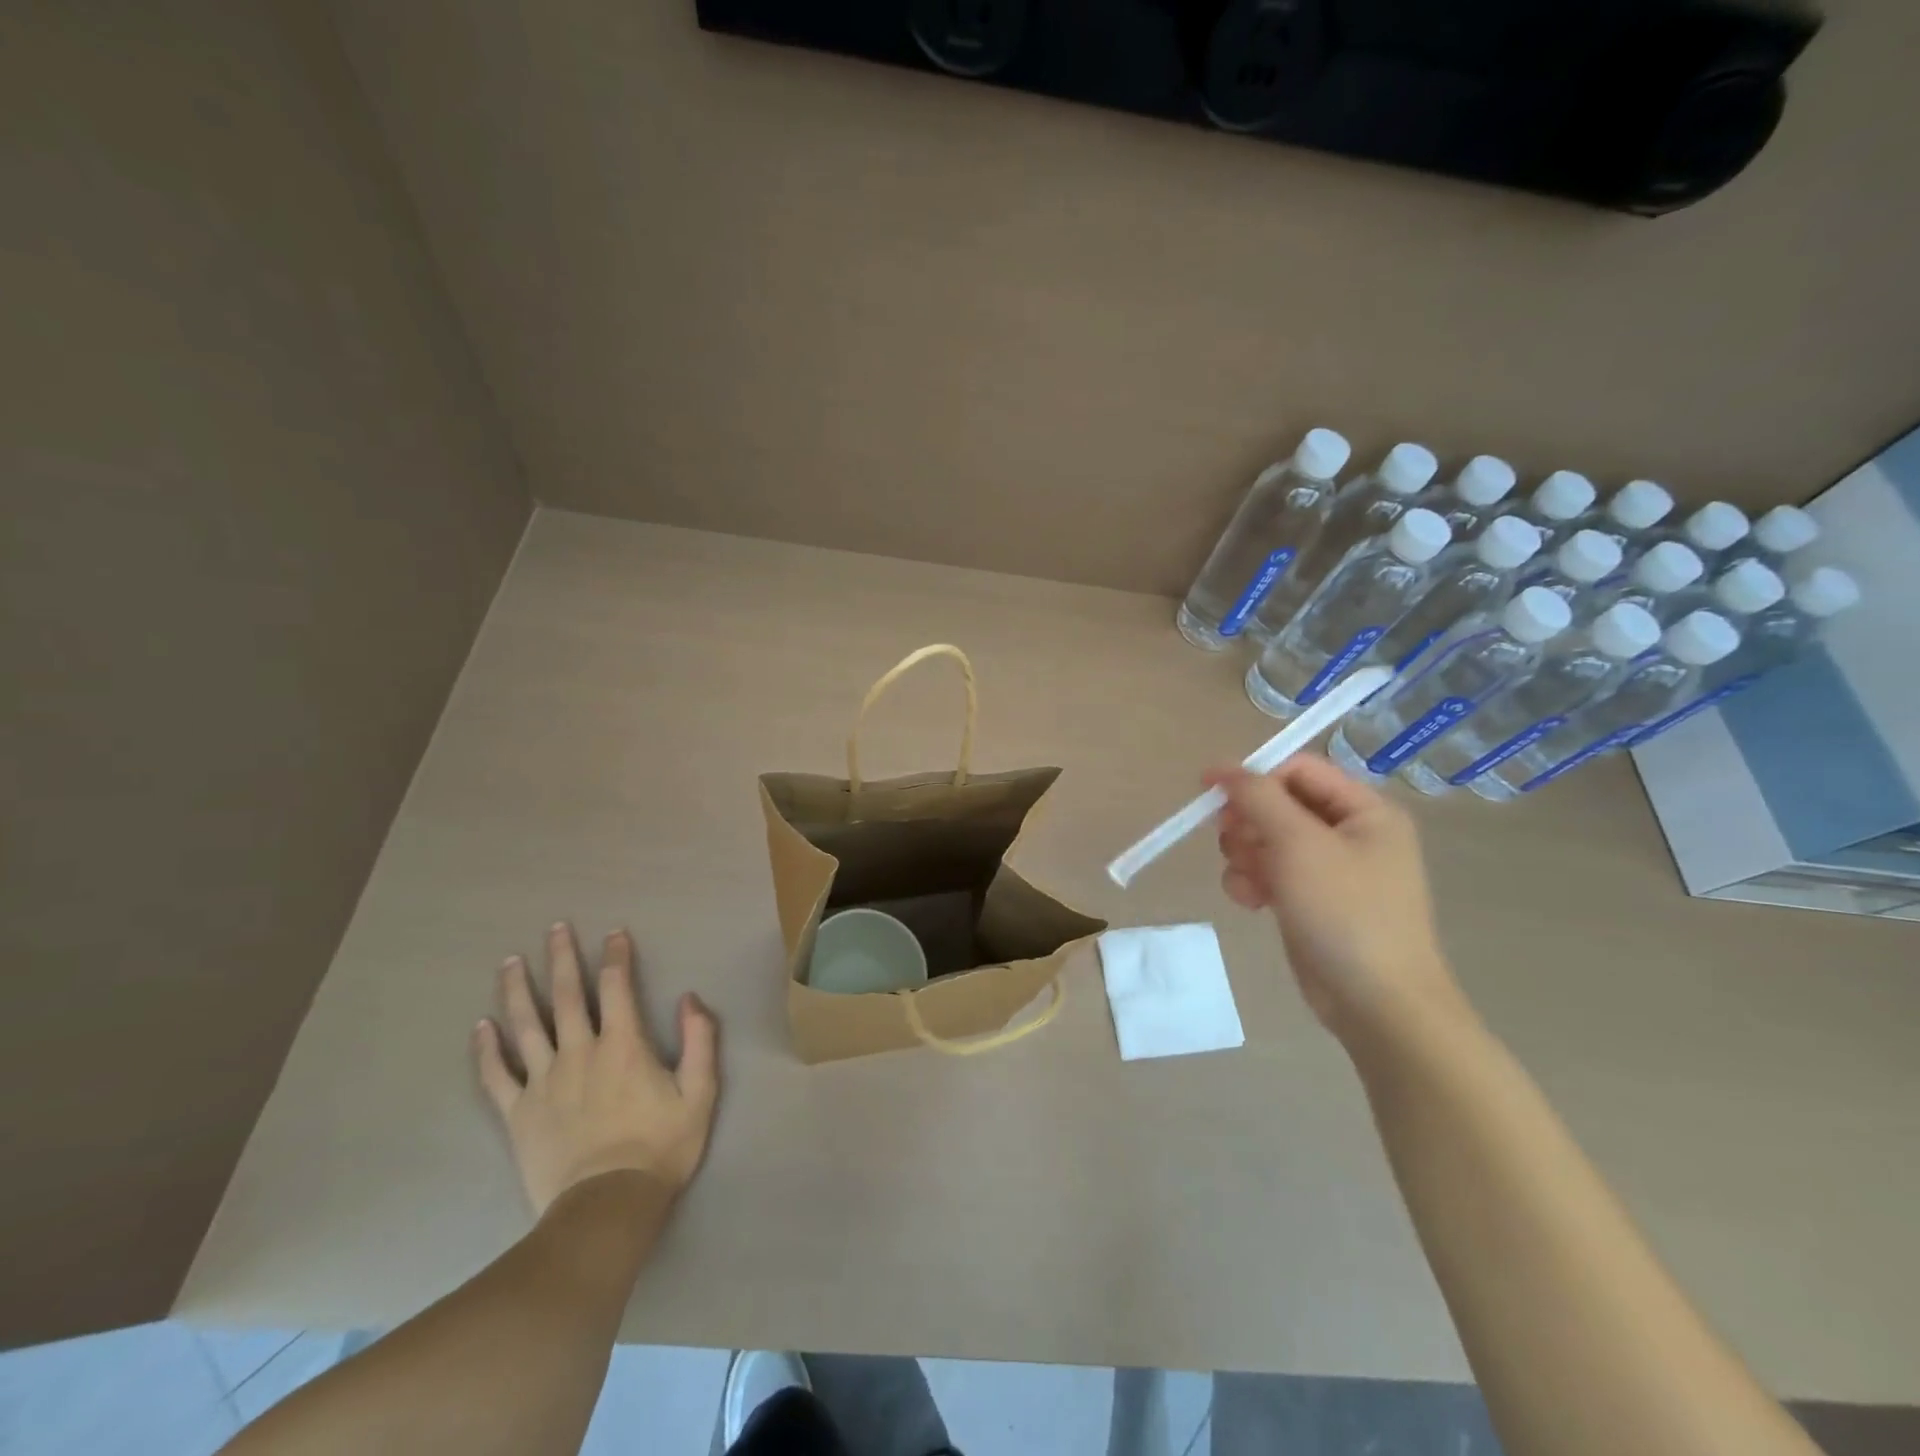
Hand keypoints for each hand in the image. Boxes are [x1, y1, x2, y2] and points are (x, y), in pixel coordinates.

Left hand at [475, 923, 718, 1215]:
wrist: (607, 1208)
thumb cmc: (660, 1147)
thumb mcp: (700, 1092)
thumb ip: (699, 1040)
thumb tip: (689, 998)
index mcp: (623, 1045)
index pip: (617, 987)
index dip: (616, 956)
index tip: (615, 933)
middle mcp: (580, 1052)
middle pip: (567, 995)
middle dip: (562, 957)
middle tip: (556, 928)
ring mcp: (543, 1082)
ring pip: (526, 1026)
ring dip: (517, 990)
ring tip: (509, 961)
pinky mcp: (518, 1113)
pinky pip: (497, 1075)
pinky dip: (487, 1050)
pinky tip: (480, 1027)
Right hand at [1207, 757, 1465, 1046]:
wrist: (1376, 1003)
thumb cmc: (1345, 912)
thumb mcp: (1298, 844)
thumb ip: (1258, 798)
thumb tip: (1221, 768)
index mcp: (1365, 810)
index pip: (1299, 769)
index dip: (1254, 775)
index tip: (1209, 791)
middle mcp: (1350, 833)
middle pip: (1278, 804)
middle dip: (1248, 822)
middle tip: (1232, 841)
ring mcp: (1330, 870)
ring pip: (1267, 839)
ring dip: (1246, 855)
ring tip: (1248, 882)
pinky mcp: (1311, 900)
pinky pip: (1270, 873)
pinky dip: (1253, 881)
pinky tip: (1251, 903)